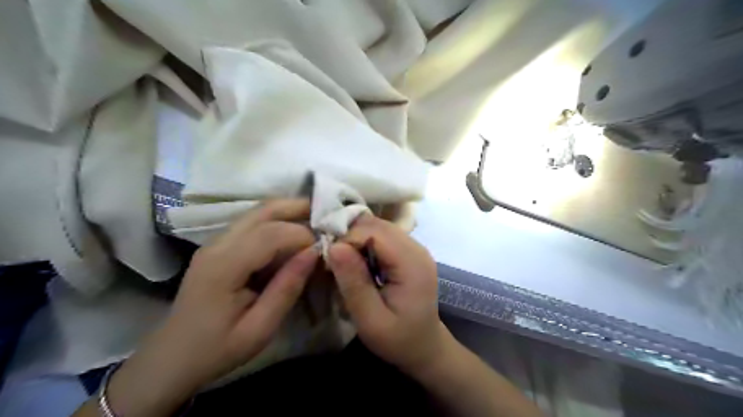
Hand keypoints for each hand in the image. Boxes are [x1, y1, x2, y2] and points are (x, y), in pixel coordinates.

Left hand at [103, 200, 316, 414]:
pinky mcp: (219, 246)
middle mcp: (217, 244)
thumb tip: (314, 252)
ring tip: (316, 220)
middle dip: (298, 208)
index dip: (303, 236)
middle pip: (263, 211)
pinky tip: (293, 233)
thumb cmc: (217, 349)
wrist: (172, 358)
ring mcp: (215, 242)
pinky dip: (277, 221)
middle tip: (327, 215)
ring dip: (289, 212)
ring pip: (257, 212)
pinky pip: (252, 223)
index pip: (271, 234)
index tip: (325, 250)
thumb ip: (287, 288)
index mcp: (224, 266)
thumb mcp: (259, 328)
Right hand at [328, 215, 449, 373]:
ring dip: (357, 238)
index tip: (330, 262)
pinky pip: (384, 236)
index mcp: (412, 263)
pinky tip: (360, 263)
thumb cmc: (398, 339)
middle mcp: (417, 248)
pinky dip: (366, 243)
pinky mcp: (410, 252)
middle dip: (351, 236)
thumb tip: (334, 246)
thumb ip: (354, 283)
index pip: (374, 232)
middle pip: (377, 225)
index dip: (348, 239)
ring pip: (379, 227)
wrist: (424, 347)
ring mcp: (416, 248)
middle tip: (334, 262)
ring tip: (346, 264)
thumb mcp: (371, 320)